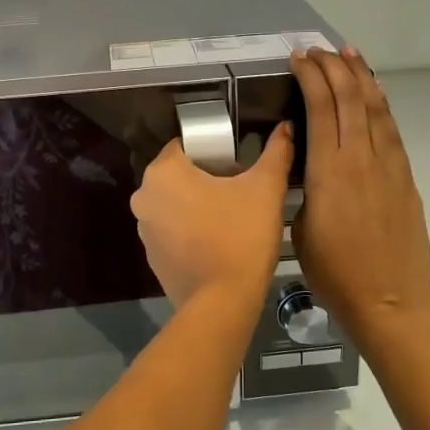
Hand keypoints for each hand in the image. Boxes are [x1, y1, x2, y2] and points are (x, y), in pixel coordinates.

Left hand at [131, 123, 293, 308]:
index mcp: (164, 172)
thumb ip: (276, 153)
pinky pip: (171, 232)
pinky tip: (216, 242)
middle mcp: (144, 196)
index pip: (184, 146)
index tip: (235, 164)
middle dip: (203, 179)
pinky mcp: (152, 257)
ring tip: (230, 218)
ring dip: (195, 206)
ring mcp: (143, 230)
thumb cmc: (241, 235)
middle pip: (177, 175)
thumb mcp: (266, 189)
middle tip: (238, 191)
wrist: (223, 302)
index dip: (211, 151)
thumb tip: (286, 127)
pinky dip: (189, 232)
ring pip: (173, 204)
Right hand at [290, 47, 429, 341]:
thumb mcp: (300, 228)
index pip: (320, 107)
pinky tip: (373, 96)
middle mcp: (361, 157)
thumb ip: (305, 186)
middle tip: (318, 50)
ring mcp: (389, 165)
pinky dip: (379, 104)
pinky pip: (390, 129)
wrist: (389, 300)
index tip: (298, 58)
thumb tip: (309, 162)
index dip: (310, 76)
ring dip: (361, 77)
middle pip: (351, 97)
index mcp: (329, 170)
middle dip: (334, 67)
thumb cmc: (334, 272)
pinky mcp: (405, 177)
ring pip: (376, 107)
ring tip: (349, 55)